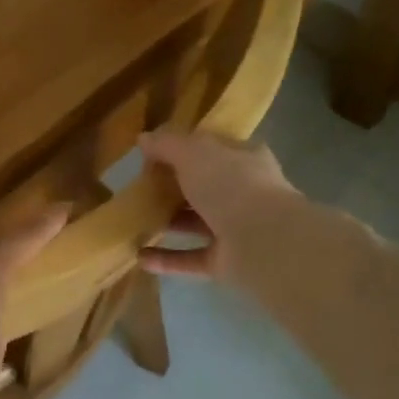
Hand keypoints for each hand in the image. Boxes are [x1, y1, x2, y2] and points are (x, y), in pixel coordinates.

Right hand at [138, 130, 301, 282]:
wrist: (263, 241)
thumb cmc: (230, 185)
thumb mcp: (193, 152)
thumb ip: (167, 144)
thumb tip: (143, 138)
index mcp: (244, 159)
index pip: (212, 149)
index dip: (183, 149)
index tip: (152, 155)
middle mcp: (243, 192)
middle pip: (202, 187)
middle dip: (172, 188)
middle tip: (138, 188)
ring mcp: (236, 229)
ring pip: (196, 223)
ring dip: (168, 222)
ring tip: (134, 221)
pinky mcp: (226, 260)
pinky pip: (191, 257)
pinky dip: (166, 258)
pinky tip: (140, 256)